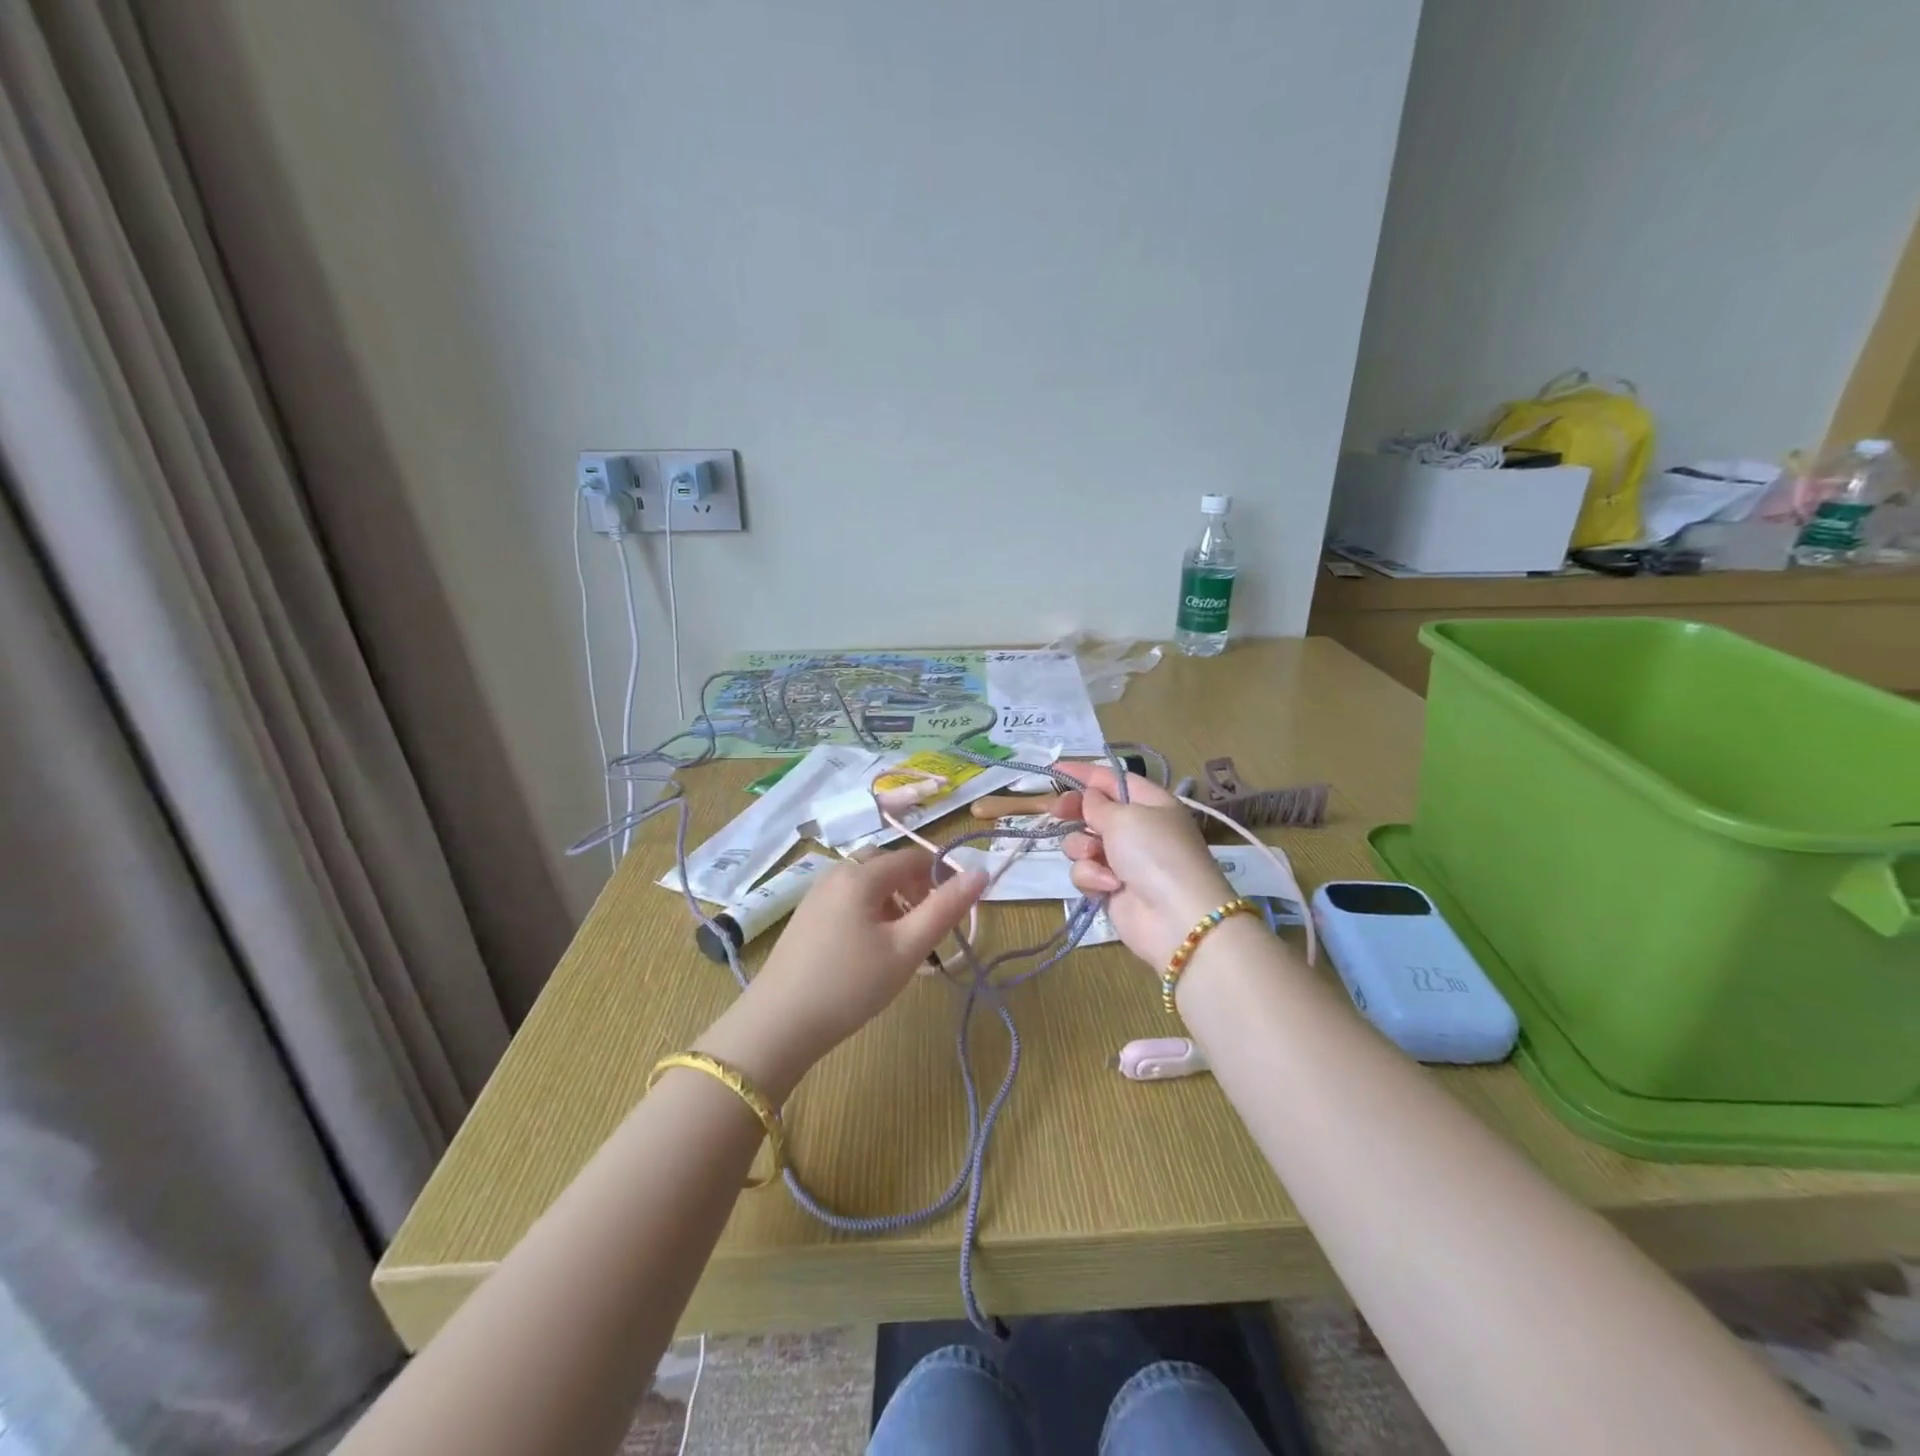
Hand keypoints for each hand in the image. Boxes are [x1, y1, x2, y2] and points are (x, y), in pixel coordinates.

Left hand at [696, 849, 985, 1098]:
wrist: (778, 1025)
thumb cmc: (850, 985)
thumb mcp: (907, 948)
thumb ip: (946, 908)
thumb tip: (981, 872)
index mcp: (861, 874)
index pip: (914, 858)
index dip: (942, 877)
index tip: (957, 911)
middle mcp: (836, 873)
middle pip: (888, 865)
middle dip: (916, 887)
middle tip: (929, 927)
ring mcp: (816, 894)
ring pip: (867, 882)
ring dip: (894, 900)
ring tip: (904, 942)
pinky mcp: (805, 916)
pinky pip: (848, 898)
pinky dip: (870, 910)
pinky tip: (871, 949)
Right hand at [1053, 766, 1233, 968]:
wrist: (1175, 918)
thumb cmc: (1154, 853)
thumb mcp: (1125, 817)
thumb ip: (1098, 803)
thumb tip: (1089, 797)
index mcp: (1150, 803)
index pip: (1112, 779)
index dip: (1083, 773)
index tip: (1053, 771)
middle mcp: (1137, 828)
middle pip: (1094, 810)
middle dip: (1075, 811)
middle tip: (1056, 812)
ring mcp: (1123, 860)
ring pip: (1083, 842)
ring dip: (1083, 847)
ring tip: (1095, 856)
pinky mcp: (1111, 887)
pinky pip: (1086, 872)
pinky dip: (1093, 876)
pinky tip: (1108, 885)